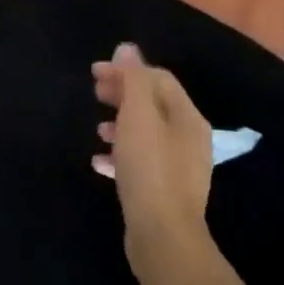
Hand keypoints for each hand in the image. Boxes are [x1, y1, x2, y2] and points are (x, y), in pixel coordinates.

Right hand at [92, 44, 212, 254]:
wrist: (163, 236)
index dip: (126, 70)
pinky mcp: (164, 191)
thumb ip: (133, 80)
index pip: (158, 79)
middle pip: (154, 105)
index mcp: (187, 117)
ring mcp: (179, 167)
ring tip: (97, 128)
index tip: (94, 72)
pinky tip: (99, 162)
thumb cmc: (150, 169)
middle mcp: (189, 139)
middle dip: (123, 94)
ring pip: (147, 134)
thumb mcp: (138, 117)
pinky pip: (141, 162)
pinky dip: (120, 155)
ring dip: (121, 124)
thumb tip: (127, 48)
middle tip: (95, 93)